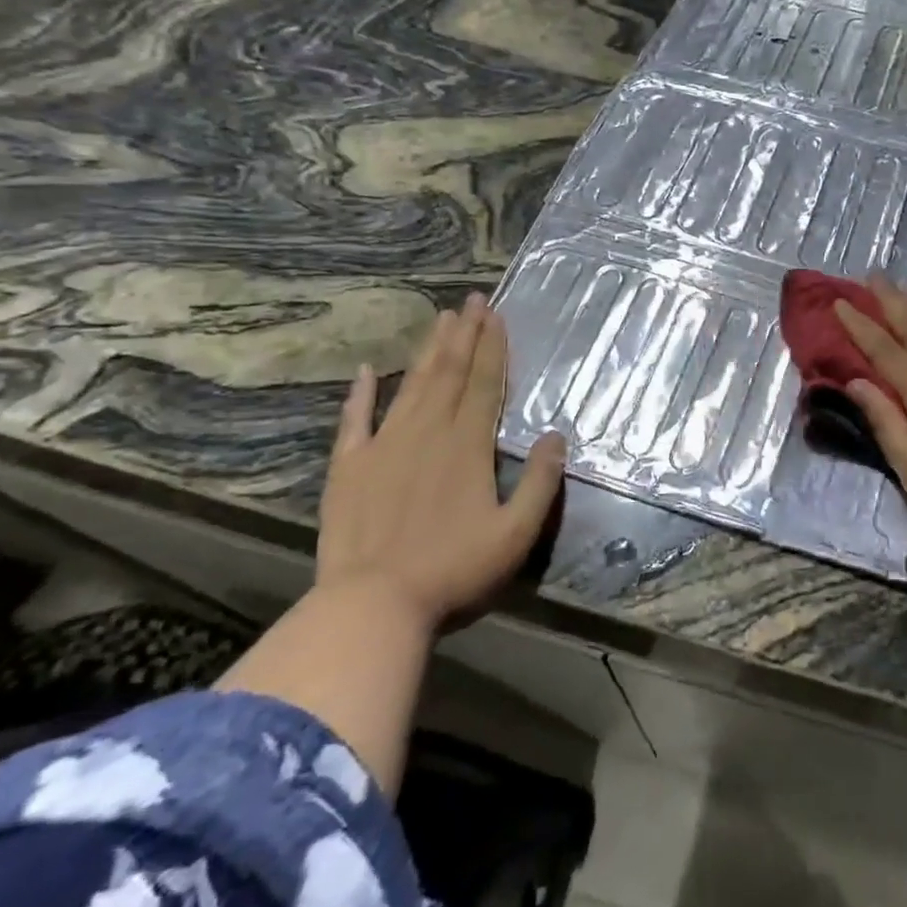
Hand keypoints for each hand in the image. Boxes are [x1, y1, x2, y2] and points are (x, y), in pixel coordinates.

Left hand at [316, 294, 564, 630]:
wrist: (372, 607)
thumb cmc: (453, 570)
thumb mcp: (516, 533)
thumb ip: (541, 482)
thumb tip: (558, 436)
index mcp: (467, 445)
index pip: (483, 383)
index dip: (492, 347)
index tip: (495, 314)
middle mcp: (426, 433)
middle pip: (448, 374)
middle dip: (463, 335)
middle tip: (472, 300)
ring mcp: (383, 447)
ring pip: (410, 386)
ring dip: (427, 351)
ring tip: (440, 319)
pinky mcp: (349, 468)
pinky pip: (354, 421)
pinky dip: (360, 395)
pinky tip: (364, 371)